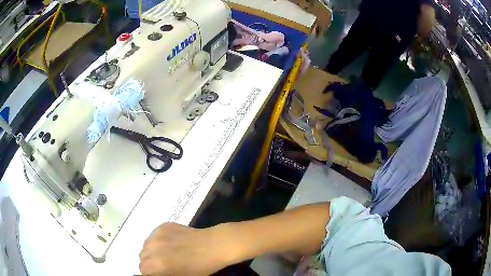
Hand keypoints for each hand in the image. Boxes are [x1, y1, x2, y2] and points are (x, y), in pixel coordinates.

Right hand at [139, 223, 230, 275]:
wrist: (214, 245)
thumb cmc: (201, 267)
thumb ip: (163, 274)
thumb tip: (157, 272)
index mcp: (157, 264)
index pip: (143, 269)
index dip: (151, 273)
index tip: (158, 273)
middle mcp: (152, 248)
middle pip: (142, 256)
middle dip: (150, 261)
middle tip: (163, 264)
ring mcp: (156, 234)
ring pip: (146, 245)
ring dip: (152, 250)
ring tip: (166, 253)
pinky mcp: (162, 225)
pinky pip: (153, 235)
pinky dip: (158, 240)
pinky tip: (171, 243)